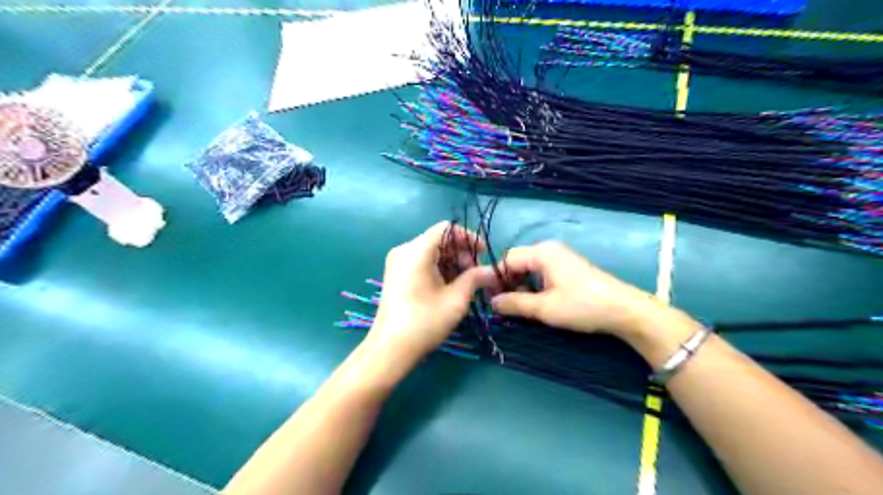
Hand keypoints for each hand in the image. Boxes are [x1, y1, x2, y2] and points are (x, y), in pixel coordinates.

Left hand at [366, 222, 490, 364]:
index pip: (446, 228)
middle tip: (476, 273)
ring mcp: (398, 262)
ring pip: (431, 251)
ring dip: (451, 261)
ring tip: (466, 282)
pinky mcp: (396, 274)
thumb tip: (493, 271)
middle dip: (461, 252)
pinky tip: (449, 286)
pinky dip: (439, 268)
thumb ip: (475, 278)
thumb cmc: (424, 321)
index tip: (483, 254)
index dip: (468, 237)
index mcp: (416, 251)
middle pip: (438, 239)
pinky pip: (422, 261)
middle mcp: (404, 250)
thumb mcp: (456, 299)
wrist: (391, 348)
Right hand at [486, 239, 665, 339]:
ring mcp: (561, 257)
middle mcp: (549, 249)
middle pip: (517, 262)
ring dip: (522, 286)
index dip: (496, 279)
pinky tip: (539, 302)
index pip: (507, 259)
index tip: (492, 300)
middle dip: (509, 283)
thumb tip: (491, 302)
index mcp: (541, 252)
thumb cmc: (581, 305)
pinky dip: (535, 285)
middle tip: (506, 305)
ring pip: (530, 268)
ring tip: (523, 306)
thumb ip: (514, 303)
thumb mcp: (544, 308)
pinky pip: (543, 272)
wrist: (624, 310)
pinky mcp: (569, 267)